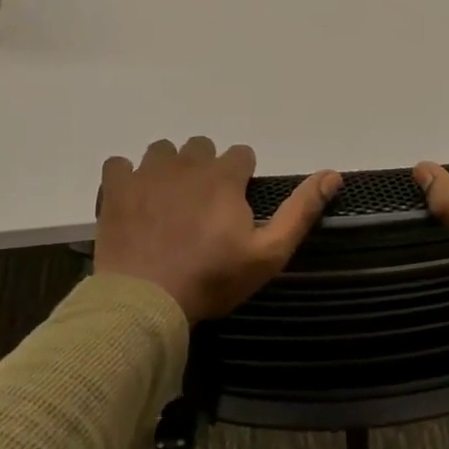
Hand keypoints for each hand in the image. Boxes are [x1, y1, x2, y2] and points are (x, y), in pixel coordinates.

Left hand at [94, 137, 341, 322]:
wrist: (146, 301)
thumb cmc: (212, 279)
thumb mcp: (269, 253)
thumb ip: (301, 211)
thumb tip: (333, 174)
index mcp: (224, 177)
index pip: (241, 154)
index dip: (242, 178)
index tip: (236, 206)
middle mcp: (186, 164)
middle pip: (202, 147)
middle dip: (207, 169)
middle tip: (203, 207)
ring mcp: (146, 173)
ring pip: (162, 151)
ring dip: (169, 168)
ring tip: (168, 202)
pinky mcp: (115, 188)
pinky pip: (120, 163)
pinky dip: (127, 177)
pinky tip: (134, 201)